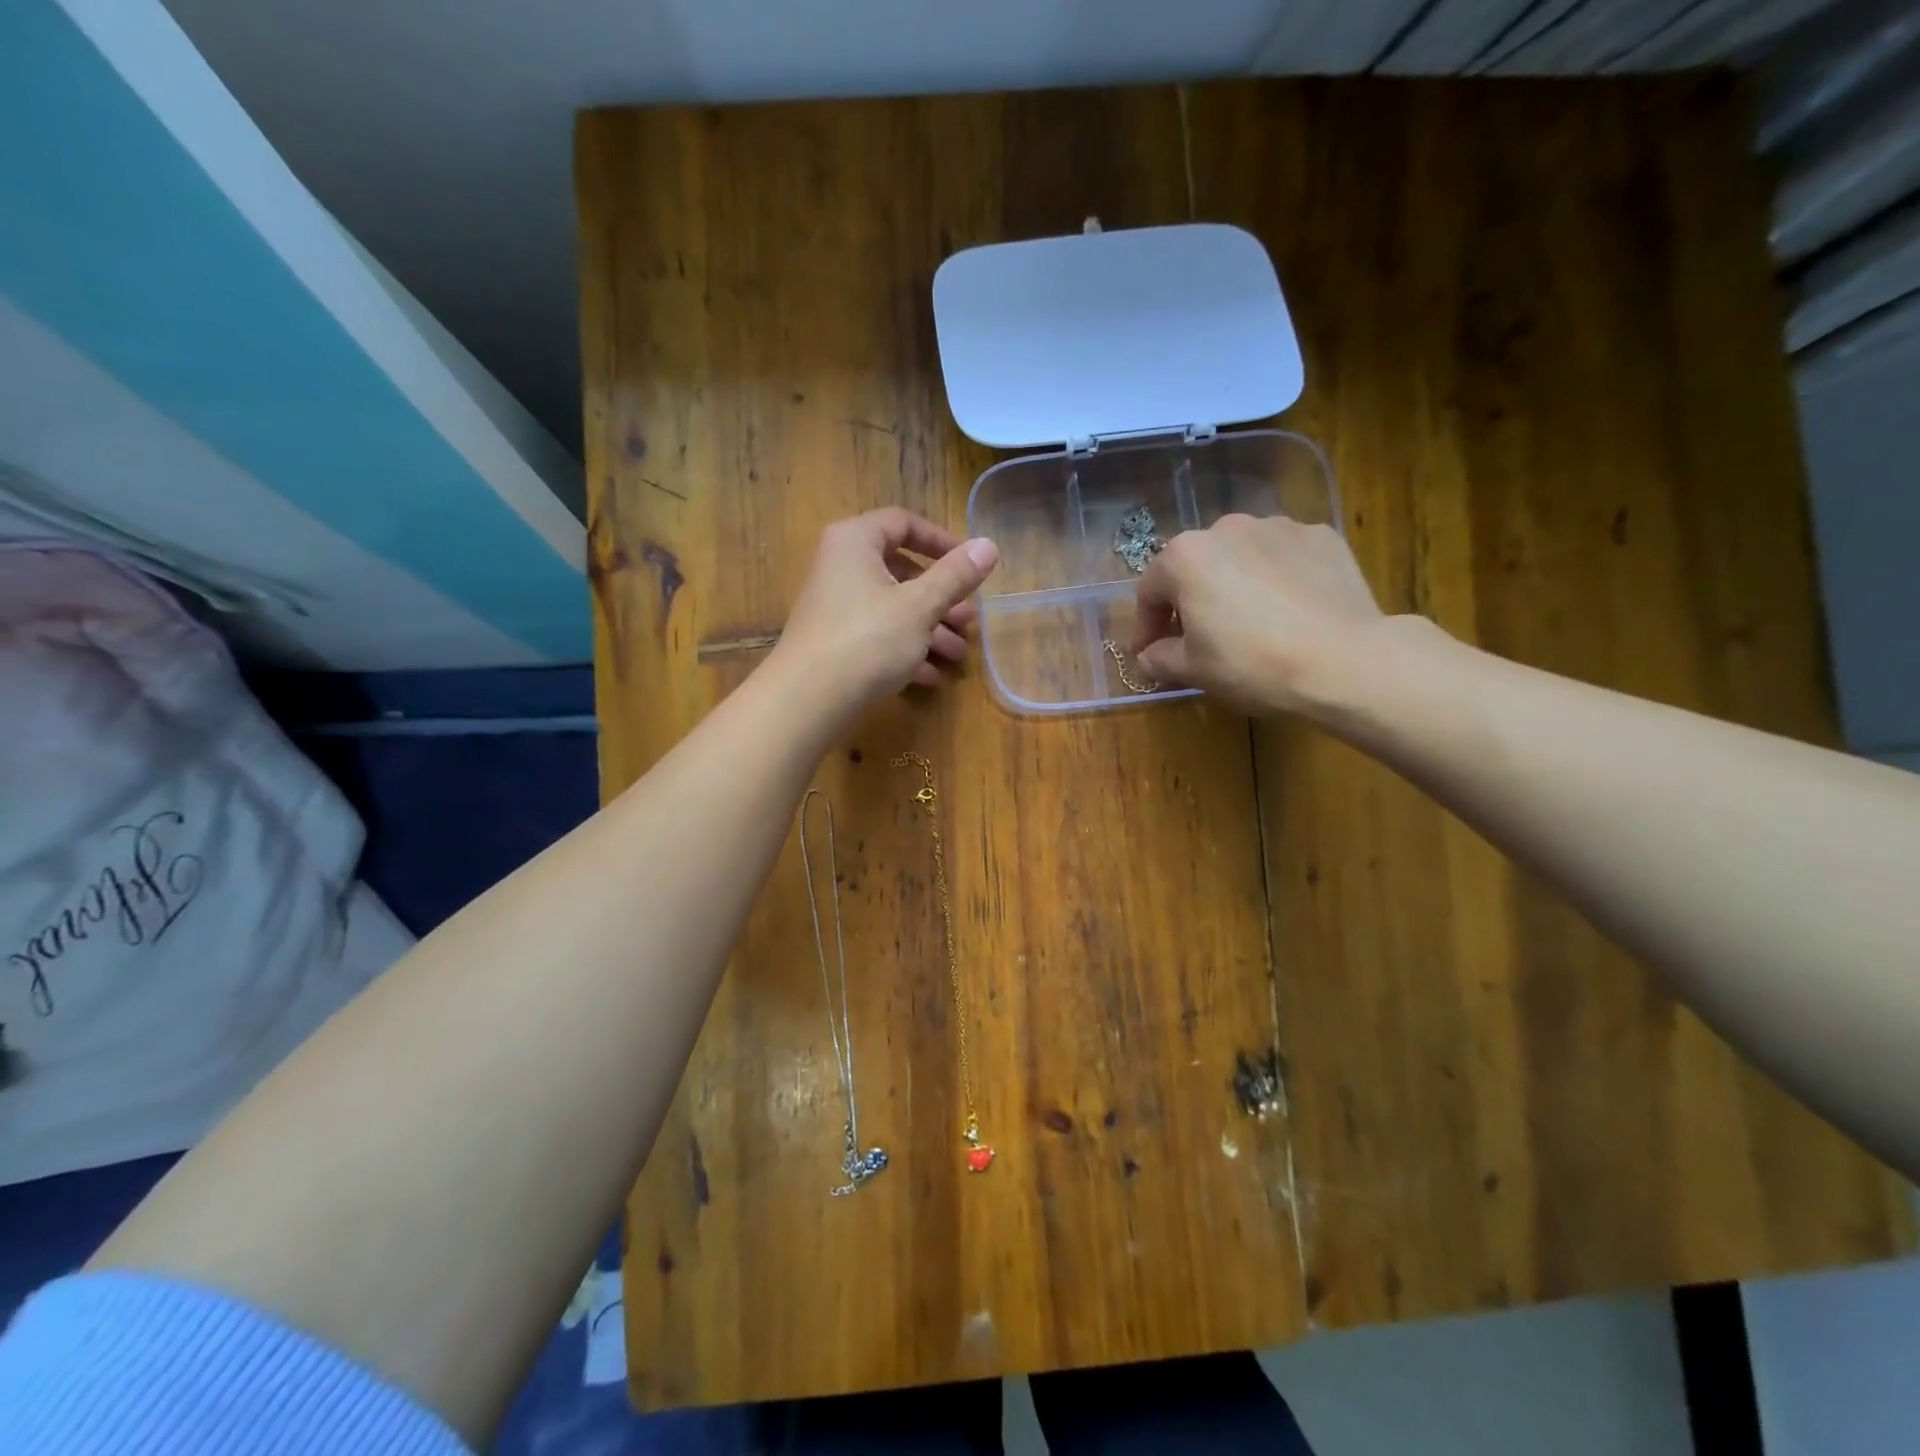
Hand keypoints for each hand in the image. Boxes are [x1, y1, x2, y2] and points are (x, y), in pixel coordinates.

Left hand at [773, 508, 998, 711]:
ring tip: (958, 655)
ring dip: (929, 630)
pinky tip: (931, 678)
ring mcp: (834, 607)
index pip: (903, 523)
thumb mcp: (920, 606)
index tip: (971, 565)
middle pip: (900, 572)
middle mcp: (840, 567)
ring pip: (892, 609)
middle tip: (969, 621)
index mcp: (855, 542)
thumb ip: (955, 576)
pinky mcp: (834, 643)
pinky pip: (877, 637)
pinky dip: (904, 651)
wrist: (807, 700)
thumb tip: (989, 545)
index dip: (941, 541)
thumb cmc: (868, 639)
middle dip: (941, 599)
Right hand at [1133, 514, 1384, 715]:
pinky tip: (1288, 610)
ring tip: (1249, 621)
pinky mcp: (1322, 536)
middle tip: (1199, 637)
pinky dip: (1277, 578)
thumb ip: (1160, 658)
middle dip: (1191, 600)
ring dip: (1234, 583)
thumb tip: (1147, 658)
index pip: (1150, 590)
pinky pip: (1284, 557)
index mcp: (1186, 557)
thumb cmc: (1251, 663)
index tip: (1150, 653)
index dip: (1146, 626)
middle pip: (1196, 566)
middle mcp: (1227, 528)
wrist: (1345, 660)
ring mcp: (1279, 527)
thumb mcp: (1193, 670)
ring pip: (1241, 557)